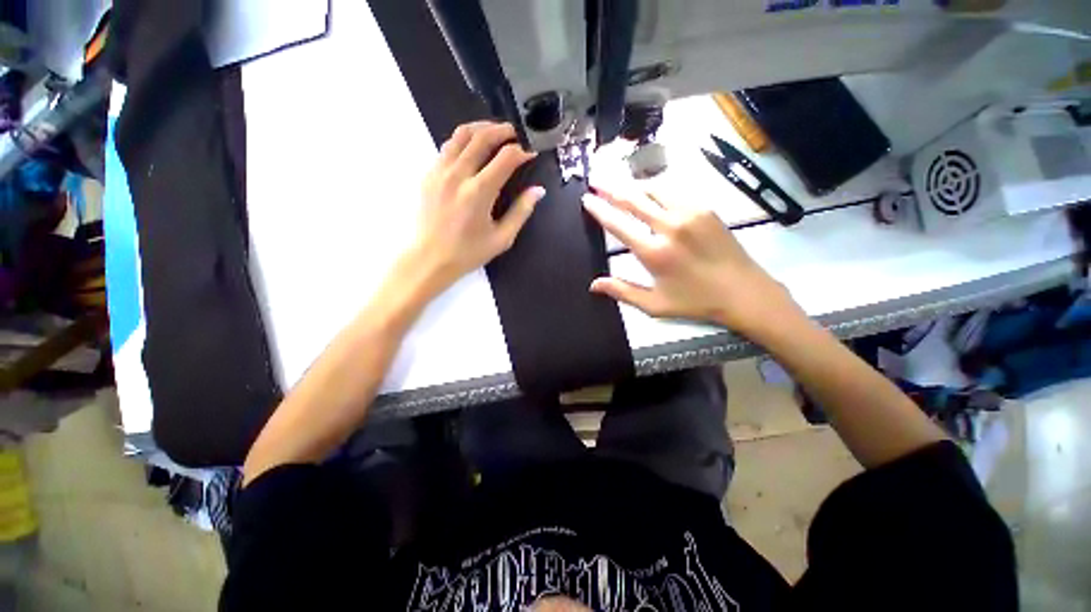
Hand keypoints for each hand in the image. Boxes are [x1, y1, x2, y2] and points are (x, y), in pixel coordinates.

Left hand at [406, 121, 544, 294]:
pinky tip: (472, 148)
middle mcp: (457, 175)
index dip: (522, 152)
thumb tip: (538, 190)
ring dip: (481, 128)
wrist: (430, 258)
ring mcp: (439, 171)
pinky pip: (447, 146)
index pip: (505, 158)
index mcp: (479, 193)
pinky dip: (463, 140)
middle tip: (516, 133)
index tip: (531, 153)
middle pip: (482, 137)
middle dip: (503, 130)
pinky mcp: (429, 174)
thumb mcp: (502, 238)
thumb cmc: (469, 252)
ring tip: (495, 131)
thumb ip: (521, 212)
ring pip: (460, 134)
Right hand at [582, 188, 803, 338]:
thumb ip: (622, 292)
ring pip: (654, 189)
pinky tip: (649, 192)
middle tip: (596, 181)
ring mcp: (690, 214)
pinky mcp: (705, 209)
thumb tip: (594, 285)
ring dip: (633, 186)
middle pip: (634, 199)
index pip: (618, 224)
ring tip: (619, 185)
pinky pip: (674, 192)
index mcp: (654, 252)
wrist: (744, 292)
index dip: (599, 210)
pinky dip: (656, 189)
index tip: (587, 199)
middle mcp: (670, 227)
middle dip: (611, 189)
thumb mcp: (654, 305)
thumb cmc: (695, 302)